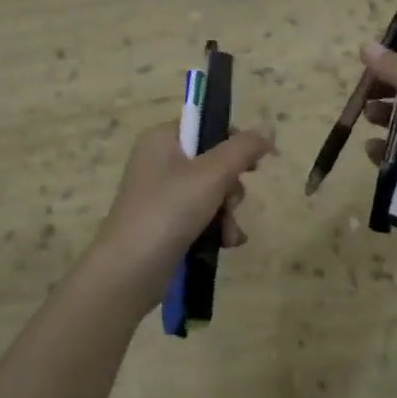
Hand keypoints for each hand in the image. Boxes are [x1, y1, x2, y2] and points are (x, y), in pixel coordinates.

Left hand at [85, 122, 274, 312]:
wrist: (128, 272)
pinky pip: (201, 215)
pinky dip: (216, 227)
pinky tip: (226, 244)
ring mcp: (161, 194)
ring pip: (211, 191)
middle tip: (229, 203)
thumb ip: (243, 148)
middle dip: (231, 187)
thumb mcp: (212, 174)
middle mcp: (159, 161)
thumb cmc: (168, 211)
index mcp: (162, 139)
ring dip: (227, 212)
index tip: (254, 164)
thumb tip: (268, 128)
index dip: (234, 141)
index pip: (206, 125)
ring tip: (227, 233)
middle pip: (213, 161)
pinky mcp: (165, 223)